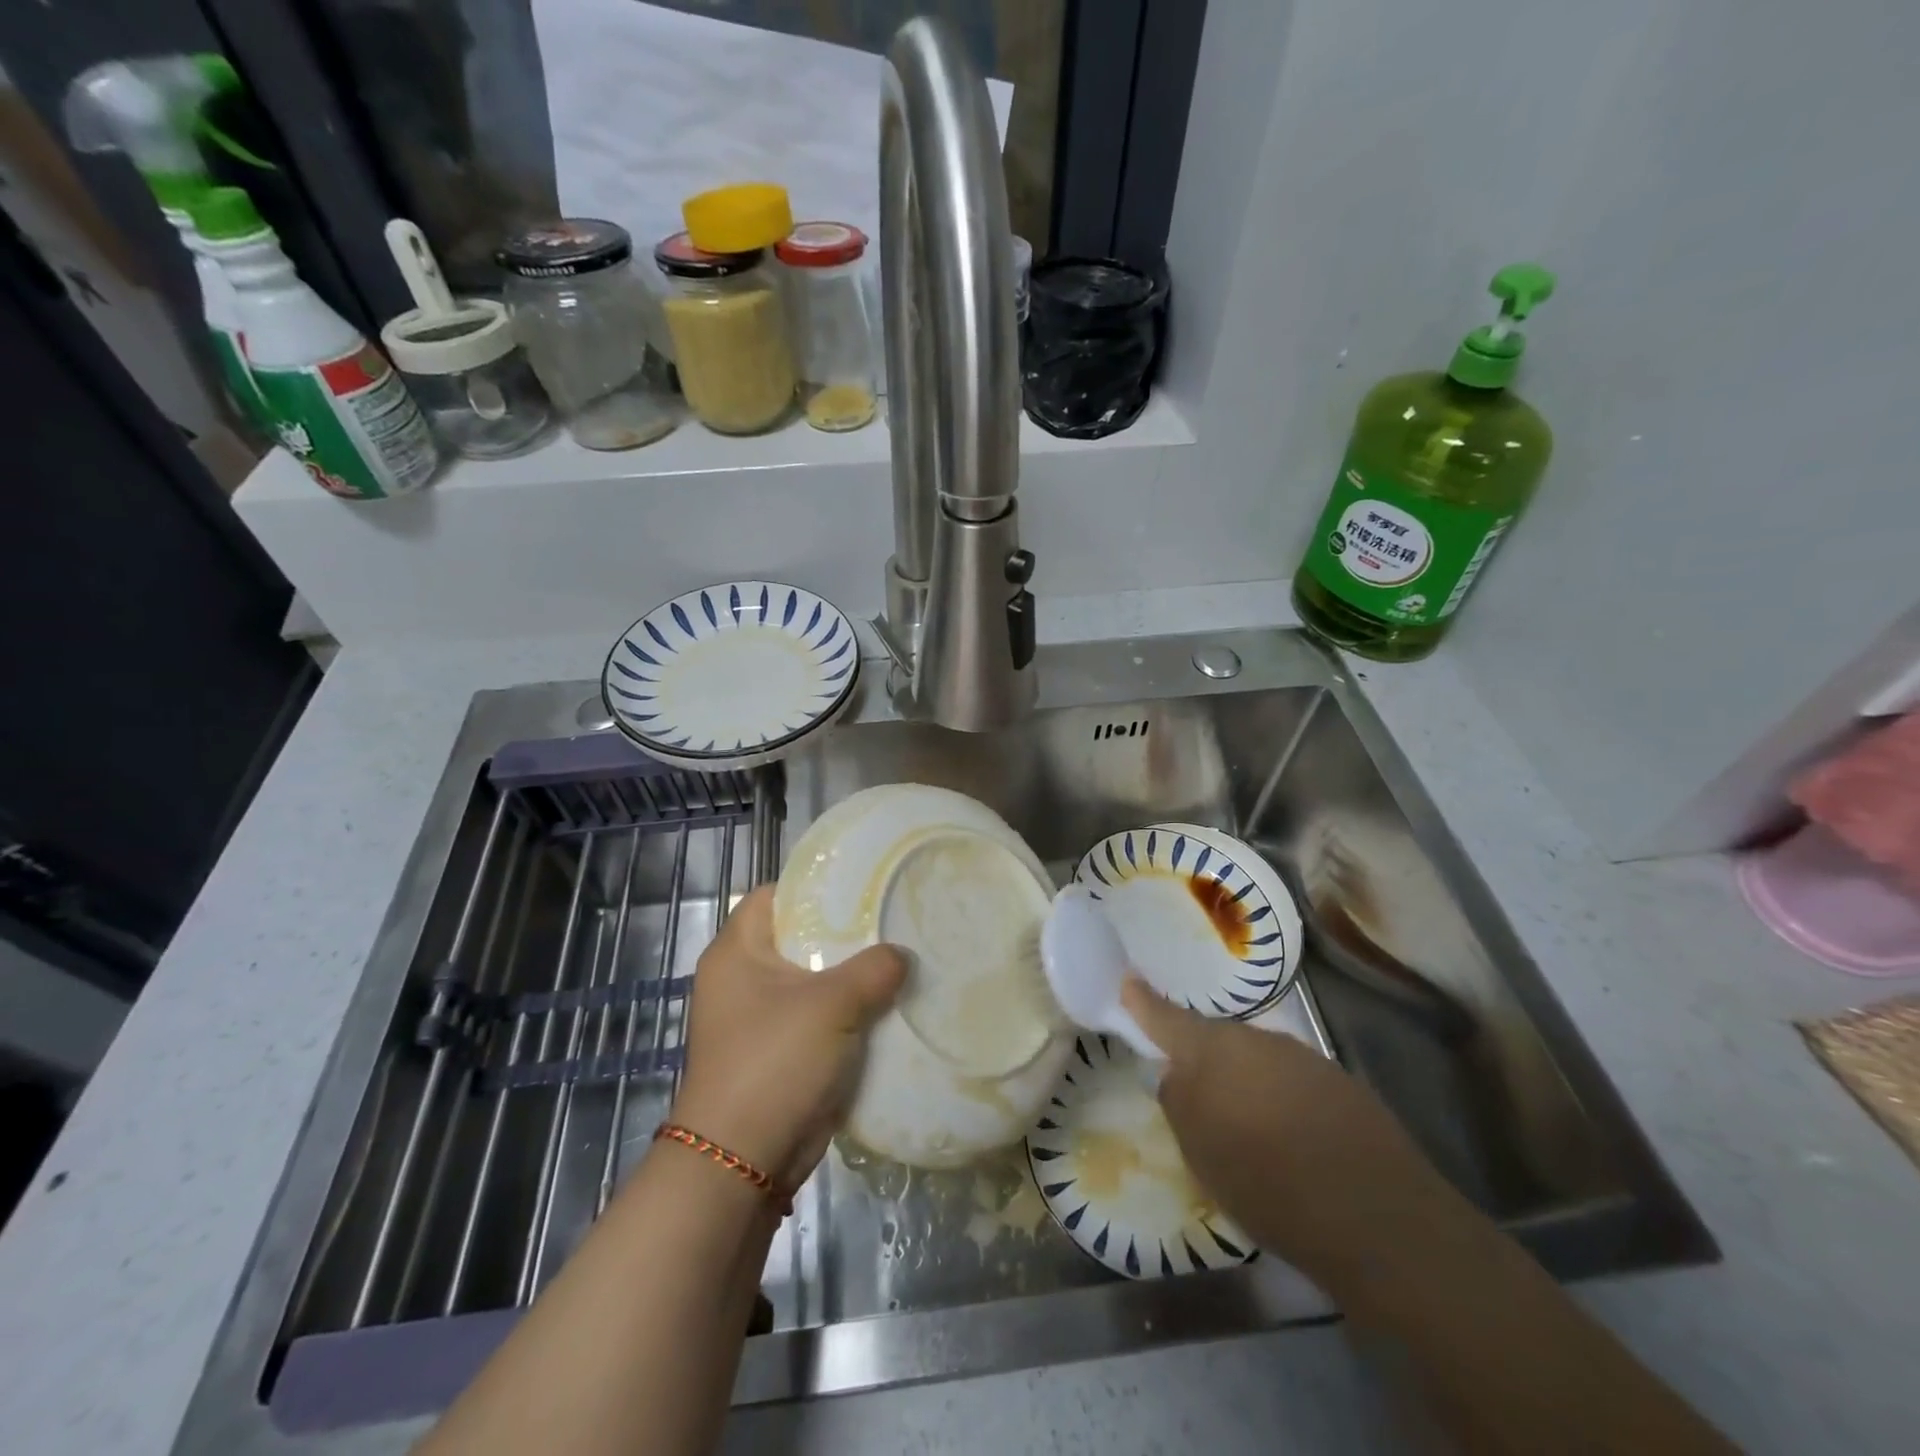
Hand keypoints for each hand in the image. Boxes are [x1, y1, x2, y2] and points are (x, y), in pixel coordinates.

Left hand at [669, 886, 905, 1190]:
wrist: (743, 1162)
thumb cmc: (776, 1062)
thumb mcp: (832, 1005)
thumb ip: (874, 969)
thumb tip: (901, 956)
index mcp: (738, 952)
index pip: (776, 895)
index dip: (816, 886)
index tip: (864, 883)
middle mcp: (743, 978)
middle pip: (800, 937)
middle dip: (846, 933)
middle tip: (893, 921)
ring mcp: (760, 1017)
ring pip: (815, 980)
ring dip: (852, 976)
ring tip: (901, 958)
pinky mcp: (779, 1050)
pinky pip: (820, 1017)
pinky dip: (849, 1012)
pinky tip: (889, 1004)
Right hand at [1122, 976, 1470, 1296]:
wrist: (1379, 1218)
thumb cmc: (1268, 1183)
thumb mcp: (1200, 1151)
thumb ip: (1179, 1101)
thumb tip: (1174, 1072)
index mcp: (1212, 1052)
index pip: (1166, 1018)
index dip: (1144, 1002)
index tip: (1128, 980)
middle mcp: (1256, 1039)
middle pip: (1216, 1040)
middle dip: (1203, 1059)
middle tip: (1197, 1096)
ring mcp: (1303, 1057)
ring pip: (1256, 1060)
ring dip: (1245, 1082)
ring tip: (1248, 1127)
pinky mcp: (1341, 1083)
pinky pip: (1292, 1081)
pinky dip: (1281, 1099)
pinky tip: (1293, 1139)